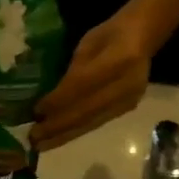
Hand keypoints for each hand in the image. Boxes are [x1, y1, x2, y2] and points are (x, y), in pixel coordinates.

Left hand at [28, 12, 152, 150]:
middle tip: (33, 137)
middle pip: (87, 110)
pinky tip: (59, 138)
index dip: (58, 100)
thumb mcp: (87, 44)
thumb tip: (51, 99)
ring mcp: (130, 98)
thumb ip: (73, 71)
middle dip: (57, 126)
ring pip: (91, 122)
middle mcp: (127, 83)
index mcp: (119, 58)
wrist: (144, 35)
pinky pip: (97, 123)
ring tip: (42, 144)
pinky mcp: (128, 108)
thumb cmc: (110, 33)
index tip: (36, 112)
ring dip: (64, 135)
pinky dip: (76, 131)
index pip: (82, 85)